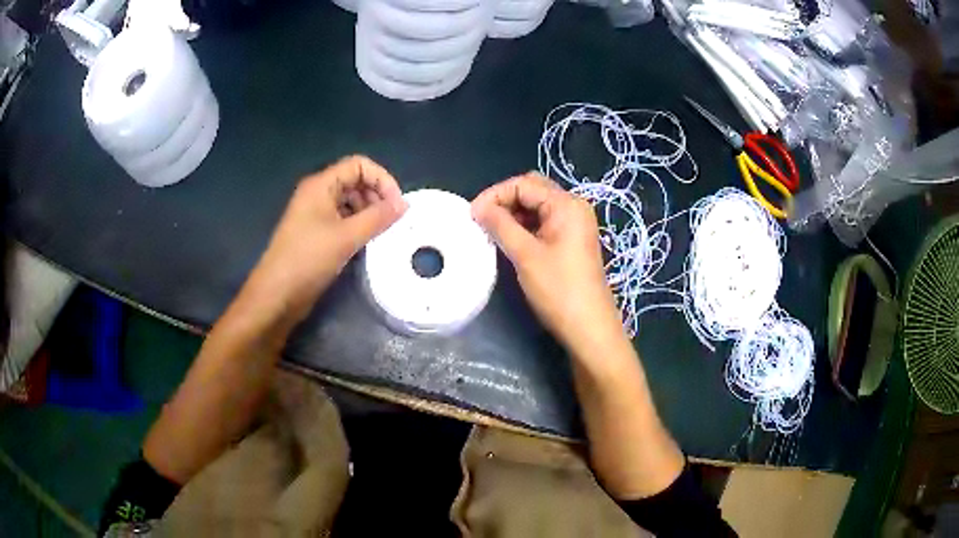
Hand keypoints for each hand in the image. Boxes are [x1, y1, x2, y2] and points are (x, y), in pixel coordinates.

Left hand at [247, 155, 405, 324]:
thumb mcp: (347, 237)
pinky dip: (358, 225)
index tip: (397, 204)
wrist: (277, 294)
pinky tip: (367, 241)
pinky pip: (342, 219)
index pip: (359, 165)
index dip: (381, 179)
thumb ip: (378, 218)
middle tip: (391, 220)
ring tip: (381, 232)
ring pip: (349, 201)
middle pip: (354, 181)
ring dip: (369, 211)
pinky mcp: (315, 233)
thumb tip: (404, 204)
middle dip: (376, 195)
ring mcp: (315, 214)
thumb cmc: (308, 259)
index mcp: (321, 185)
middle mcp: (317, 194)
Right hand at [471, 173, 620, 350]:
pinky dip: (525, 226)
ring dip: (514, 214)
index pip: (523, 184)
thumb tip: (478, 207)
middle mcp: (574, 207)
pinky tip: (510, 240)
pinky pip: (545, 223)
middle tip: (482, 220)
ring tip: (491, 231)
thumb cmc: (558, 289)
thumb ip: (500, 225)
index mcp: (566, 204)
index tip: (472, 214)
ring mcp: (575, 224)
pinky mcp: (573, 240)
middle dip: (504, 200)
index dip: (495, 194)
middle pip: (533, 190)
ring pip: (538, 207)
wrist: (589, 327)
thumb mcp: (525, 255)